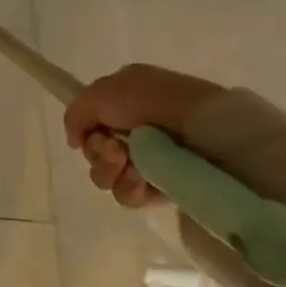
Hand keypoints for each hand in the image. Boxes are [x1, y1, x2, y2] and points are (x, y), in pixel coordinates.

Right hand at [63, 63, 224, 207]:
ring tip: (130, 166)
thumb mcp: (102, 92)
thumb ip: (76, 114)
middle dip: (98, 153)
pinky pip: (130, 194)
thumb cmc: (155, 103)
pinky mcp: (166, 187)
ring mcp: (152, 160)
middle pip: (95, 151)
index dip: (85, 131)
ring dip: (110, 171)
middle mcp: (137, 129)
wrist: (210, 130)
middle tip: (115, 150)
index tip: (91, 134)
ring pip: (108, 175)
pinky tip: (141, 182)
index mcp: (126, 101)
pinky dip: (130, 189)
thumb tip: (75, 141)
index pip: (90, 124)